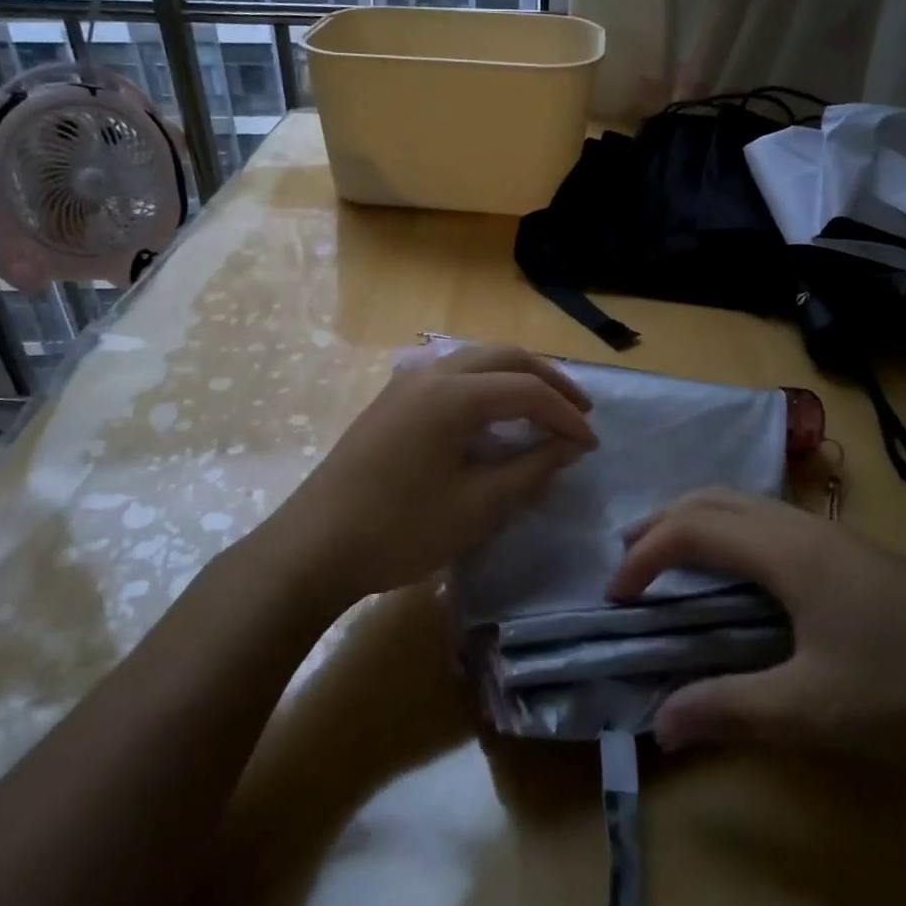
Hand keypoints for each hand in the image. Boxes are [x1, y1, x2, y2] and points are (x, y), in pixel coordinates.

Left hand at [271, 345, 596, 604]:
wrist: (314, 547)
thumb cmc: (400, 530)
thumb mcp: (477, 507)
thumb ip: (529, 470)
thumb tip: (567, 448)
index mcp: (454, 394)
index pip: (527, 391)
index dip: (566, 416)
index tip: (591, 445)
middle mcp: (431, 374)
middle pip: (505, 357)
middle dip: (548, 380)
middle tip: (579, 412)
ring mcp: (406, 383)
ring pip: (476, 360)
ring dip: (516, 378)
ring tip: (543, 409)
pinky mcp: (391, 401)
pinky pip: (452, 375)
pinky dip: (486, 386)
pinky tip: (493, 416)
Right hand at [609, 490, 905, 754]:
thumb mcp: (811, 710)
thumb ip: (729, 710)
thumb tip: (660, 722)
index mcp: (783, 551)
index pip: (691, 531)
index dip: (644, 557)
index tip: (616, 597)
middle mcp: (801, 527)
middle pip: (713, 499)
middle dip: (662, 521)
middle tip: (627, 557)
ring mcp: (833, 535)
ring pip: (745, 503)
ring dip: (698, 520)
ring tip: (672, 554)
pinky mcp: (856, 553)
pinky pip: (770, 520)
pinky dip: (731, 529)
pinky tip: (742, 570)